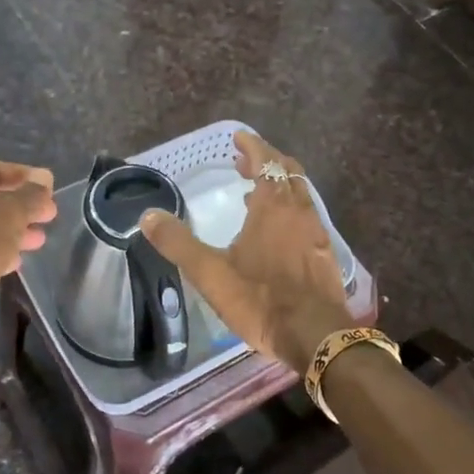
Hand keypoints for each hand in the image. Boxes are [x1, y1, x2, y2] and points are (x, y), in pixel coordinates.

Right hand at [140, 131, 351, 369]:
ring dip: (278, 187)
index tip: (238, 137)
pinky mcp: (325, 254)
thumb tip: (148, 216)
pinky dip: (289, 211)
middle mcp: (299, 211)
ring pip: (299, 195)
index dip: (253, 146)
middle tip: (244, 162)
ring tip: (253, 195)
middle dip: (266, 162)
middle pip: (288, 172)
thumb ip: (178, 243)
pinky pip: (306, 218)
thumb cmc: (261, 299)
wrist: (316, 335)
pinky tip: (275, 234)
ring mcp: (316, 233)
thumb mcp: (211, 273)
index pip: (267, 161)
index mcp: (273, 206)